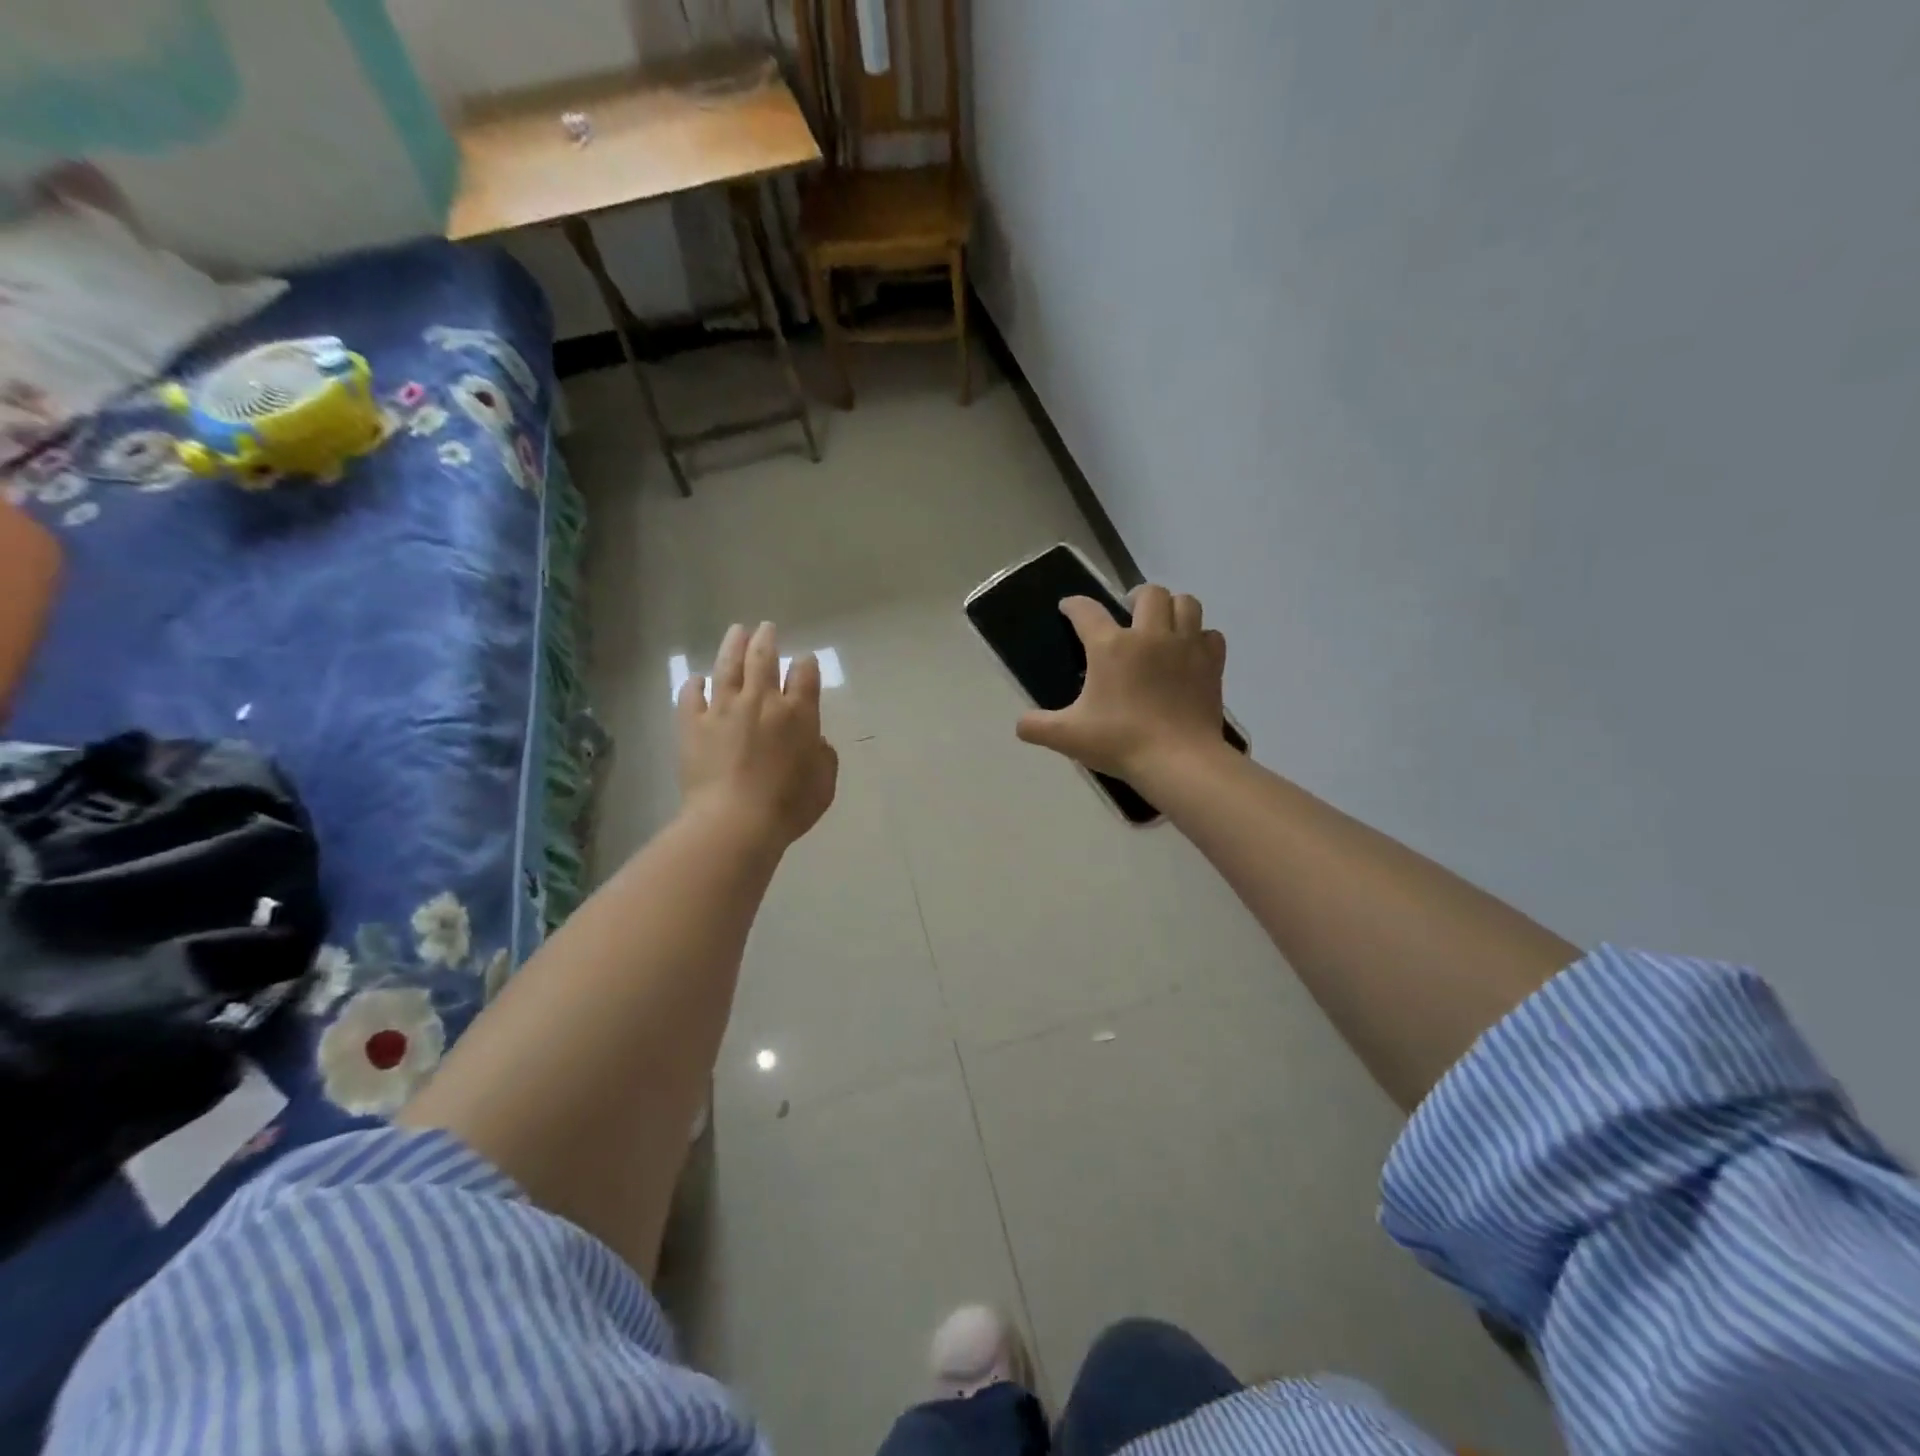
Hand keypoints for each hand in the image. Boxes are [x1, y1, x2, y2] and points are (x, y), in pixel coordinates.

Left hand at [678, 622, 838, 846]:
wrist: (734, 822)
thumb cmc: (787, 806)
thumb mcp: (823, 784)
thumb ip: (823, 756)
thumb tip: (814, 740)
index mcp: (798, 714)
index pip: (805, 675)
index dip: (806, 664)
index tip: (805, 661)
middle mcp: (761, 701)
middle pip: (763, 659)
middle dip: (767, 640)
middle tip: (766, 628)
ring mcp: (723, 709)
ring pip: (727, 666)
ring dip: (733, 646)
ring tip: (737, 631)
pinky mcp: (693, 724)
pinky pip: (691, 696)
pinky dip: (694, 685)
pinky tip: (697, 680)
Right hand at [1015, 585, 1229, 783]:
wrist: (1178, 760)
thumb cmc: (1120, 742)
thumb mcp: (1068, 736)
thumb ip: (1037, 726)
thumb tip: (1020, 724)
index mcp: (1111, 647)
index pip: (1087, 611)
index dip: (1074, 605)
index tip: (1068, 607)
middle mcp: (1150, 635)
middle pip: (1149, 593)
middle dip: (1136, 597)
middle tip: (1128, 614)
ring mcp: (1186, 646)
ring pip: (1186, 603)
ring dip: (1173, 607)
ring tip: (1163, 624)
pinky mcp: (1211, 664)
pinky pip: (1210, 635)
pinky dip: (1200, 638)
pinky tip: (1190, 653)